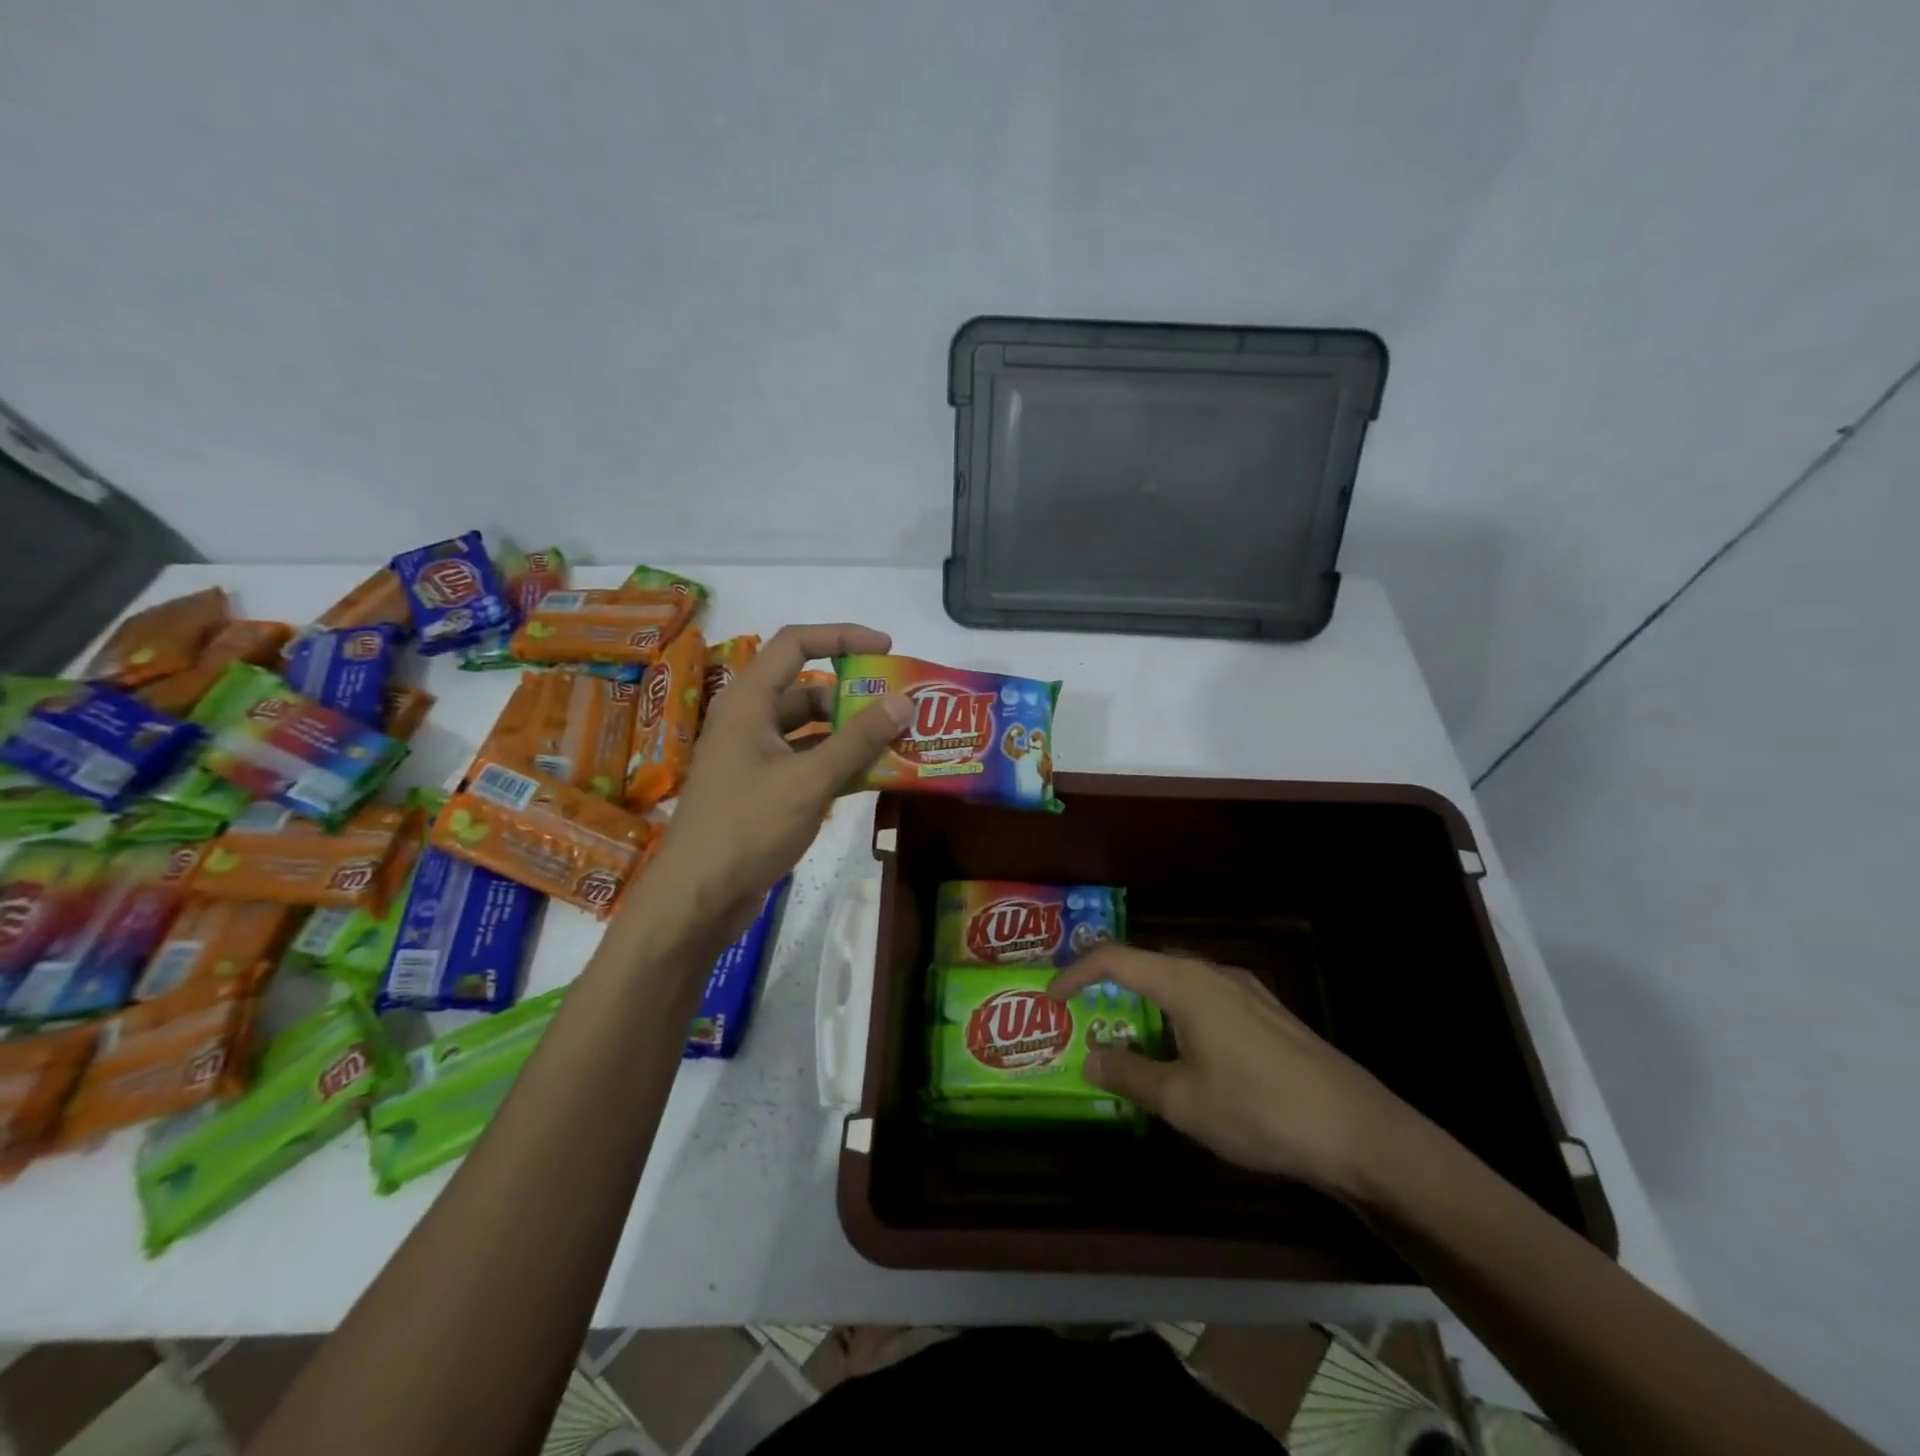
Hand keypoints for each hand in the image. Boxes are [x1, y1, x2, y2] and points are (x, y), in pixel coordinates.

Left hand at [632, 623, 911, 946]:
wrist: (698, 898)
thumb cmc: (748, 827)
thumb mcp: (810, 780)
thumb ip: (859, 740)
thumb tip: (904, 700)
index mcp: (749, 702)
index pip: (796, 644)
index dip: (841, 637)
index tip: (886, 648)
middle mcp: (749, 721)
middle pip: (807, 690)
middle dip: (854, 697)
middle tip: (900, 710)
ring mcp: (754, 757)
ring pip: (809, 731)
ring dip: (850, 735)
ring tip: (897, 744)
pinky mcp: (762, 789)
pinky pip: (806, 762)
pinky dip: (838, 764)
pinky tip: (873, 778)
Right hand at [1050, 945, 1421, 1197]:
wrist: (1358, 1130)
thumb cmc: (1258, 1109)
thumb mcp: (1182, 1100)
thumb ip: (1129, 1074)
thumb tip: (1090, 1059)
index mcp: (1185, 983)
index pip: (1115, 959)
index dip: (1076, 973)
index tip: (1051, 997)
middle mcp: (1213, 973)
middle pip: (1147, 964)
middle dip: (1108, 985)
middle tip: (1083, 1014)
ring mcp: (1245, 990)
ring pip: (1178, 982)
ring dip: (1145, 1001)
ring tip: (1127, 1034)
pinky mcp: (1267, 1013)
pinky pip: (1205, 999)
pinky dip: (1177, 1013)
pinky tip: (1183, 1051)